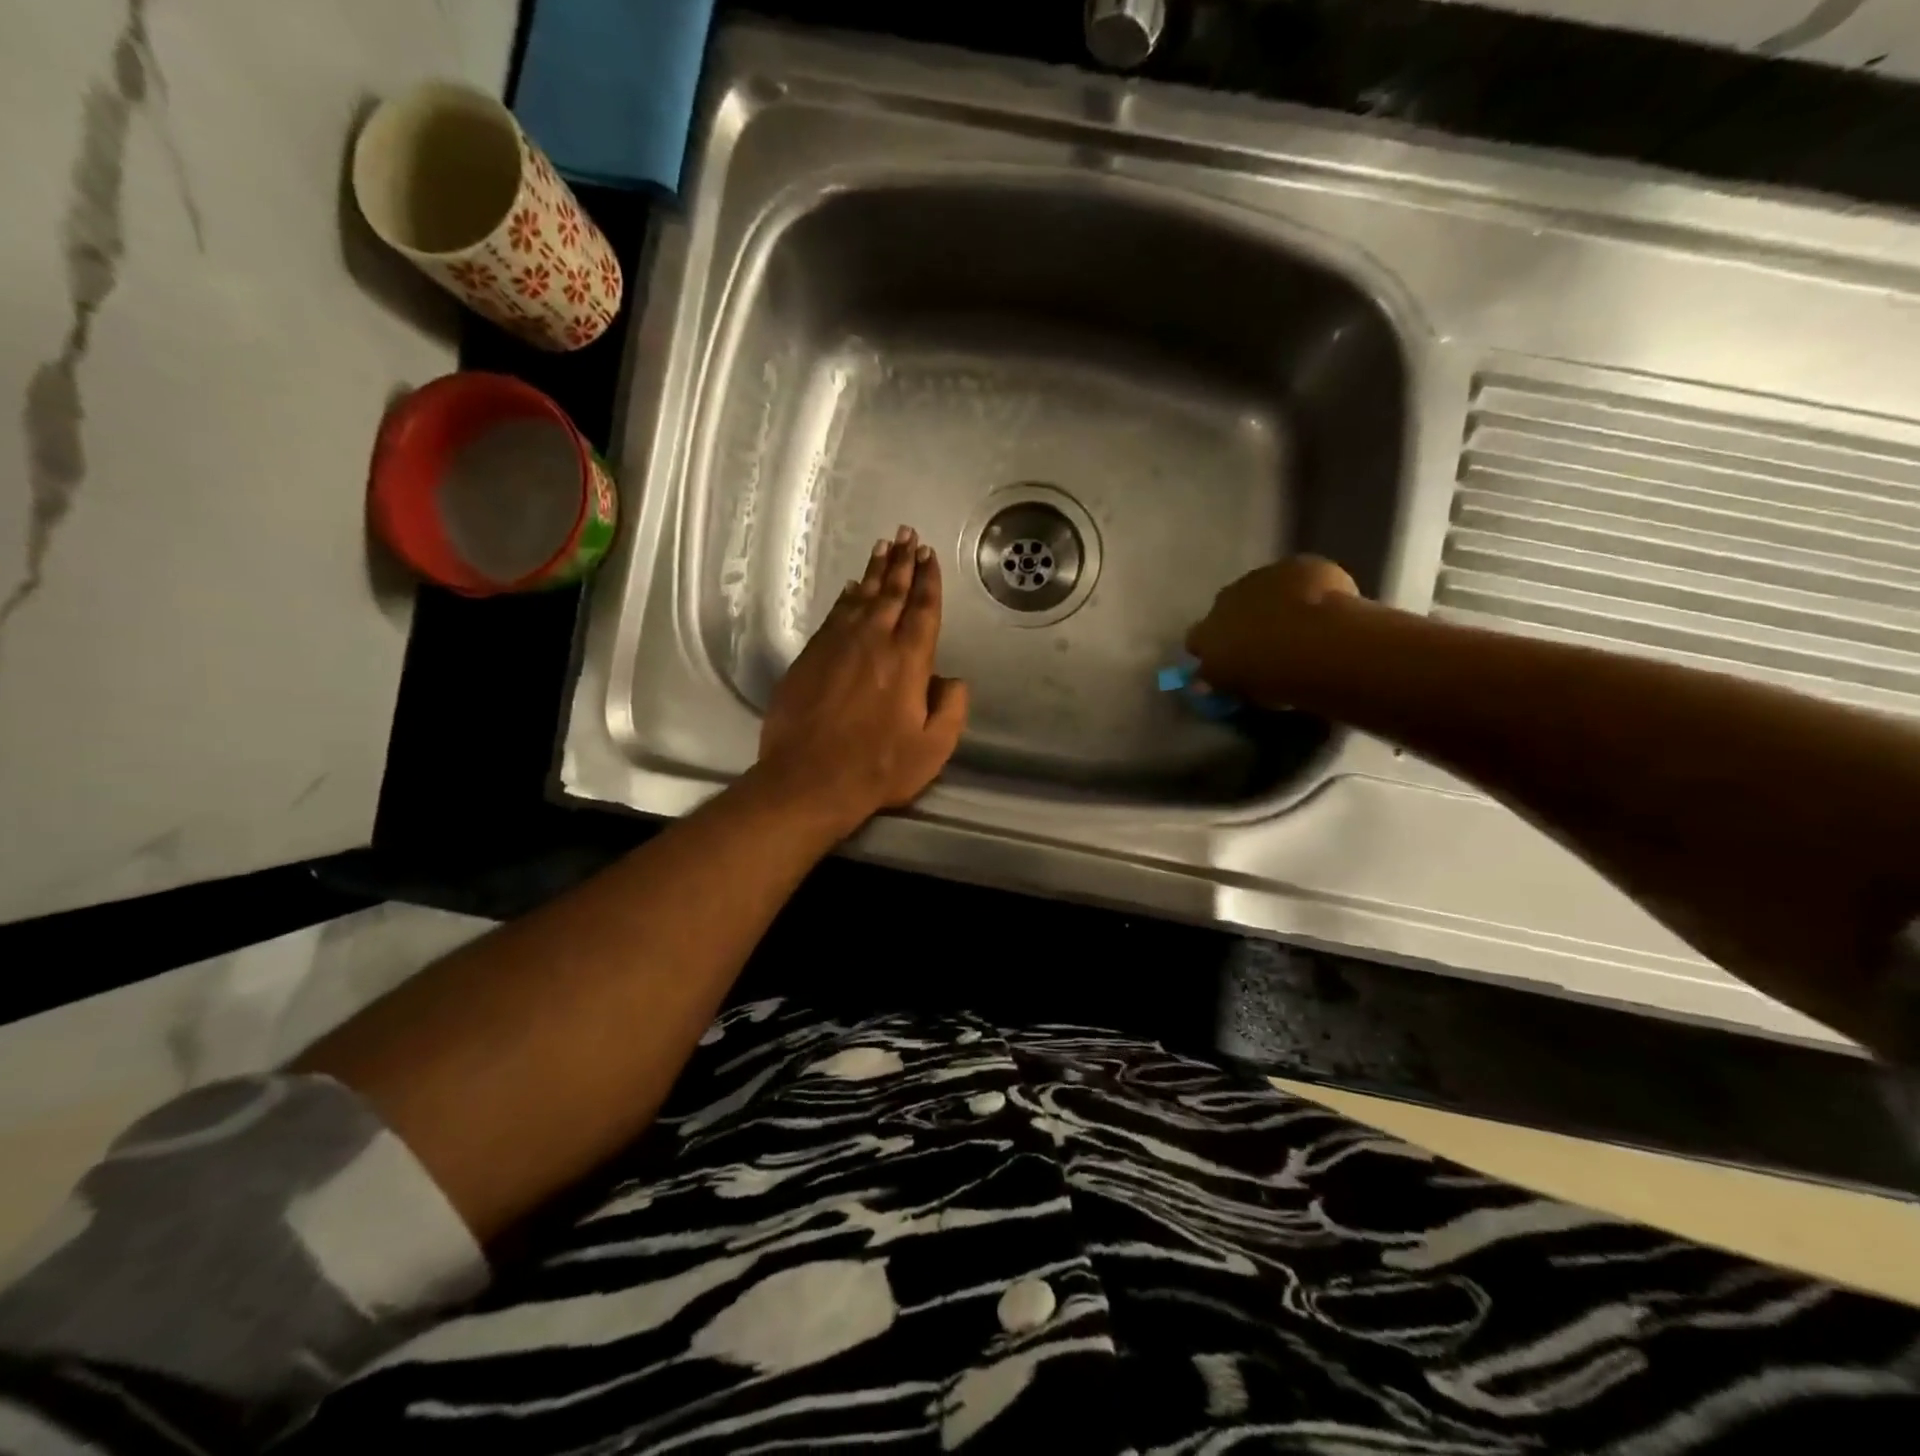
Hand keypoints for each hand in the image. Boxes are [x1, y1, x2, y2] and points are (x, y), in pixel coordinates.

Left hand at [756, 526, 969, 835]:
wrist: (808, 780)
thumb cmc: (877, 768)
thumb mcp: (933, 748)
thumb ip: (950, 708)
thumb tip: (950, 679)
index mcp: (908, 660)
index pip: (922, 609)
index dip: (928, 580)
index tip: (929, 555)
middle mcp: (873, 642)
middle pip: (891, 593)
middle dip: (902, 562)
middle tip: (907, 535)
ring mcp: (837, 646)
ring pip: (860, 598)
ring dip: (874, 572)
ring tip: (883, 548)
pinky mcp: (810, 657)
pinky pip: (833, 616)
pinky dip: (845, 598)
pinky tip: (850, 588)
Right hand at [1186, 555, 1358, 701]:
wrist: (1322, 644)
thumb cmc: (1277, 679)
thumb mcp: (1243, 690)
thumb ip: (1225, 681)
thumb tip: (1206, 682)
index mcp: (1207, 636)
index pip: (1196, 641)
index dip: (1213, 649)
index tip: (1228, 661)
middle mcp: (1224, 601)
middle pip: (1225, 608)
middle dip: (1240, 620)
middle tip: (1265, 641)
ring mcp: (1259, 578)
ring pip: (1261, 588)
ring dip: (1272, 601)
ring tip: (1299, 623)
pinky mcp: (1295, 566)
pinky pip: (1297, 576)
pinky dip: (1307, 588)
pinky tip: (1326, 605)